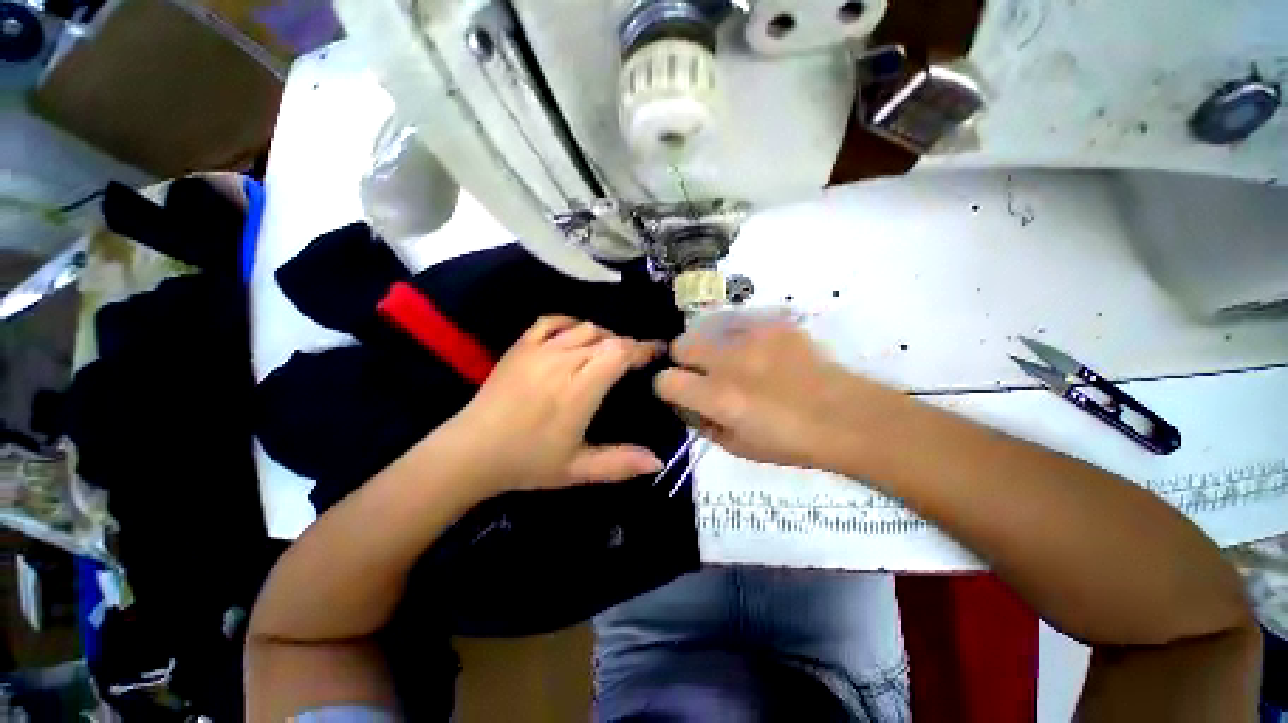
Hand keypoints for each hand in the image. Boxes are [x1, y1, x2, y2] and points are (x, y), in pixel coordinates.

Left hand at [449, 316, 665, 493]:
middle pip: (607, 339)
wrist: (471, 452)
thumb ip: (620, 463)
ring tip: (609, 351)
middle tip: (635, 359)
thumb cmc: (527, 462)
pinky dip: (571, 323)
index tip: (657, 350)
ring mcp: (540, 351)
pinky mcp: (521, 346)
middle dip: (627, 345)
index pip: (619, 354)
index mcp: (579, 390)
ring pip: (585, 328)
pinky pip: (552, 321)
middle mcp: (563, 362)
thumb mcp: (577, 470)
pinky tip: (577, 335)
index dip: (642, 349)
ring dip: (604, 336)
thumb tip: (659, 462)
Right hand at [654, 313, 909, 470]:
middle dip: (683, 361)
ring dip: (711, 348)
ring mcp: (752, 338)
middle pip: (681, 345)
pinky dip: (738, 338)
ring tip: (733, 362)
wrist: (846, 416)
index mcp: (718, 398)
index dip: (666, 388)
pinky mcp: (773, 325)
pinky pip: (739, 324)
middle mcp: (729, 363)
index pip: (666, 381)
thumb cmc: (792, 442)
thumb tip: (687, 405)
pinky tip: (756, 352)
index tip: (679, 392)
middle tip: (703, 373)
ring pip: (707, 331)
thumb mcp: (739, 448)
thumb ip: (703, 425)